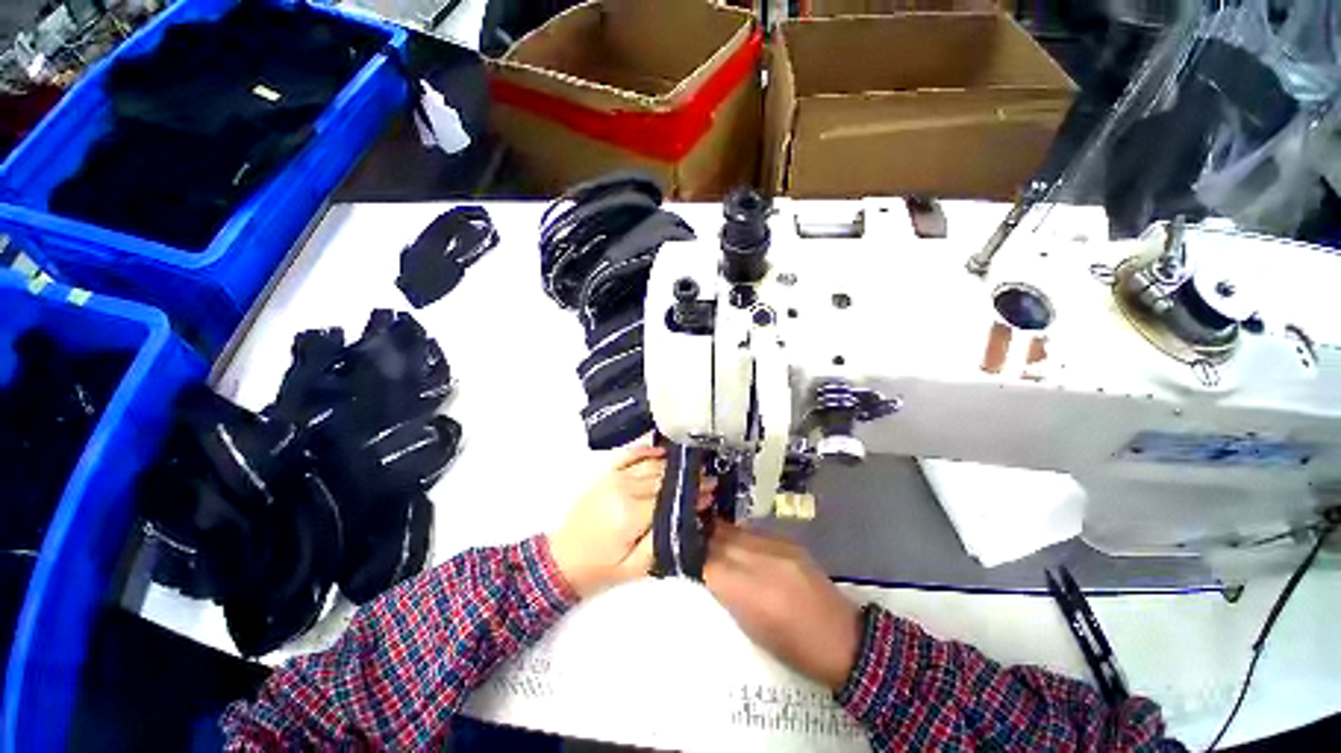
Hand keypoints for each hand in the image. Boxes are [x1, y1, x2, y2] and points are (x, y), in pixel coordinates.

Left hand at [548, 445, 715, 597]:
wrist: (562, 561)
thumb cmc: (601, 569)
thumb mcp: (635, 568)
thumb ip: (662, 541)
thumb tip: (687, 517)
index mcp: (631, 513)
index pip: (669, 496)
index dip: (692, 493)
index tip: (712, 491)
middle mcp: (623, 488)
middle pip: (662, 477)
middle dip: (687, 478)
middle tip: (708, 478)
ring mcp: (613, 478)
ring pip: (649, 465)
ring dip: (673, 464)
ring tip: (693, 465)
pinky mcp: (606, 476)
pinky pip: (629, 456)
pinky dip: (646, 451)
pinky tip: (661, 451)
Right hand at [704, 523, 860, 689]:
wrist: (843, 639)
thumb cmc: (794, 649)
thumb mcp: (752, 630)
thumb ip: (728, 596)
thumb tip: (707, 573)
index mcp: (752, 594)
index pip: (709, 565)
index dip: (695, 564)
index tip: (687, 565)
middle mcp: (763, 563)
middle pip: (720, 541)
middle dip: (704, 545)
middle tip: (695, 551)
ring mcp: (778, 547)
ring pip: (736, 531)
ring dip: (721, 538)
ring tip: (713, 545)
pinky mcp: (789, 542)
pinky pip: (754, 532)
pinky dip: (741, 538)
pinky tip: (740, 548)